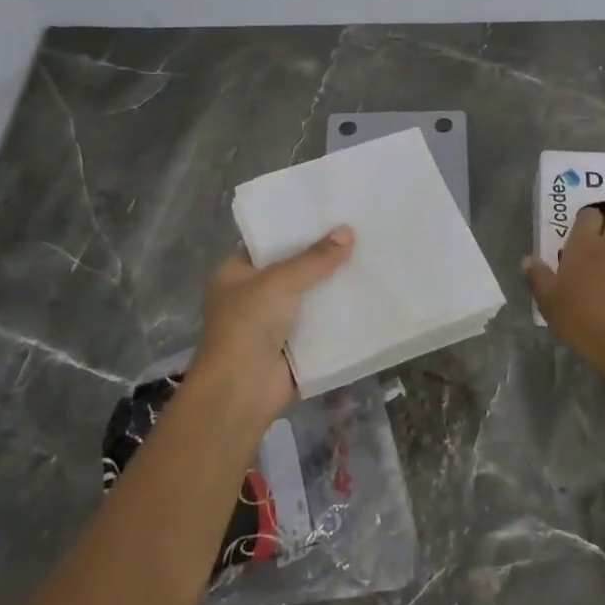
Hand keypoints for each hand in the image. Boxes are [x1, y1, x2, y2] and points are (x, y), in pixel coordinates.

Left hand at [188, 226, 355, 423]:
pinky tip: (367, 298)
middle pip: (292, 270)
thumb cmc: (249, 324)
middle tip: (358, 233)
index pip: (267, 243)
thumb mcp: (281, 281)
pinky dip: (338, 317)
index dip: (295, 230)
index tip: (328, 215)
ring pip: (308, 298)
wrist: (242, 389)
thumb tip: (347, 231)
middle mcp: (252, 296)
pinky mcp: (293, 347)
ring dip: (332, 288)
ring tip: (369, 260)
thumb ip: (315, 258)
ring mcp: (272, 324)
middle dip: (321, 258)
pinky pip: (320, 325)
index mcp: (236, 274)